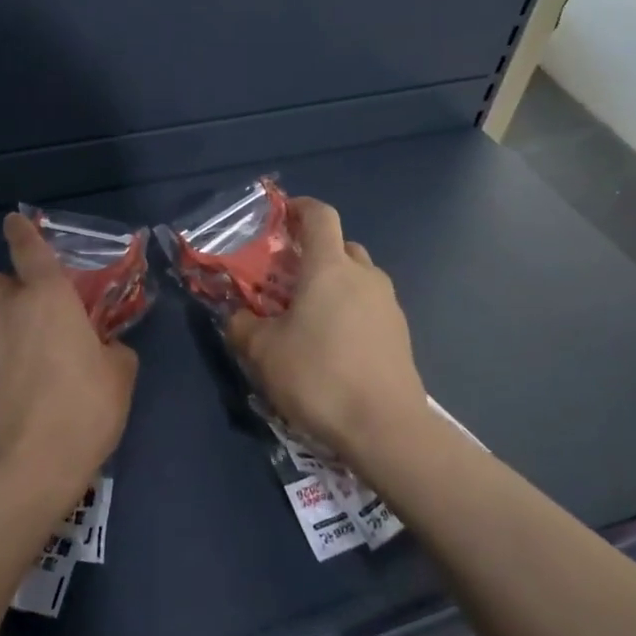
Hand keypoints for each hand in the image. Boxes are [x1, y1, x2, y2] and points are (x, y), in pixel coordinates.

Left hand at [0, 214, 138, 513]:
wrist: (29, 465)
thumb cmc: (84, 410)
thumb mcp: (120, 376)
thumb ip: (113, 350)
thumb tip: (104, 349)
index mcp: (48, 297)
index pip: (30, 249)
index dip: (22, 232)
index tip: (13, 222)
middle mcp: (6, 308)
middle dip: (11, 290)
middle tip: (32, 316)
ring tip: (2, 341)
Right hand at [226, 197, 429, 463]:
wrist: (385, 427)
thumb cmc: (318, 376)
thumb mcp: (263, 352)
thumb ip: (242, 326)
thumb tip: (236, 317)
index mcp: (329, 268)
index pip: (320, 216)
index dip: (299, 208)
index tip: (280, 216)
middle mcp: (364, 276)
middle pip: (340, 246)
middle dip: (314, 254)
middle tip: (286, 278)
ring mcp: (388, 304)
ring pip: (357, 278)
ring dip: (333, 285)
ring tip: (308, 316)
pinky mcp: (400, 333)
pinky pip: (369, 307)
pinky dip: (349, 311)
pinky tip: (333, 345)